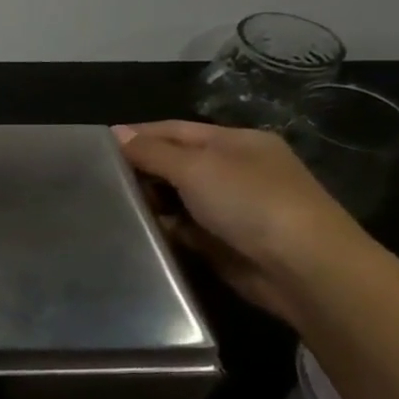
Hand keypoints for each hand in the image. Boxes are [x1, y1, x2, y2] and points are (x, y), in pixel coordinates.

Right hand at [112, 120, 373, 320]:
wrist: (302, 268)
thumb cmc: (251, 203)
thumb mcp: (196, 167)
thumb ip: (152, 152)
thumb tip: (116, 133)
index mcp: (235, 142)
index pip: (174, 130)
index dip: (136, 136)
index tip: (95, 148)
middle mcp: (233, 170)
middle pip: (173, 163)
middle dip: (139, 171)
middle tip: (96, 182)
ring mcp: (229, 207)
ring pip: (174, 198)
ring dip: (148, 203)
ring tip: (107, 208)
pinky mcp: (222, 241)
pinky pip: (181, 229)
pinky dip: (162, 230)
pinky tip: (135, 234)